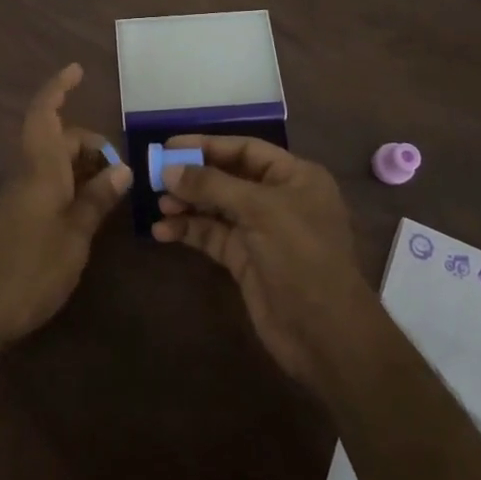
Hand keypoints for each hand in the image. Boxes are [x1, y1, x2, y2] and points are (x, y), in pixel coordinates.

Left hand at [0, 64, 130, 351]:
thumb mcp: (75, 235)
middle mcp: (28, 174)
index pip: (45, 113)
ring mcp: (20, 197)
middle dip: (89, 143)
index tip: (76, 69)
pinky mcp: (17, 219)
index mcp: (40, 167)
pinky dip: (72, 188)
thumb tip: (122, 167)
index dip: (58, 88)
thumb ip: (97, 199)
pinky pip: (48, 187)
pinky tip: (90, 212)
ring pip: (54, 164)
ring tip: (114, 190)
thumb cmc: (29, 267)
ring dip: (82, 168)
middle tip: (121, 168)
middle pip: (58, 140)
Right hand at [153, 136, 377, 384]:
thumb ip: (212, 186)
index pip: (245, 149)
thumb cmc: (301, 256)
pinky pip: (212, 236)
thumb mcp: (260, 210)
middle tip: (155, 176)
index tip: (169, 145)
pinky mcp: (246, 261)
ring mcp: (261, 232)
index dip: (207, 145)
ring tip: (158, 206)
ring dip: (187, 205)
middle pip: (227, 177)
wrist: (325, 334)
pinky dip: (189, 231)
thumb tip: (168, 170)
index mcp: (295, 176)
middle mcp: (278, 199)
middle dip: (193, 177)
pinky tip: (162, 232)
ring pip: (216, 208)